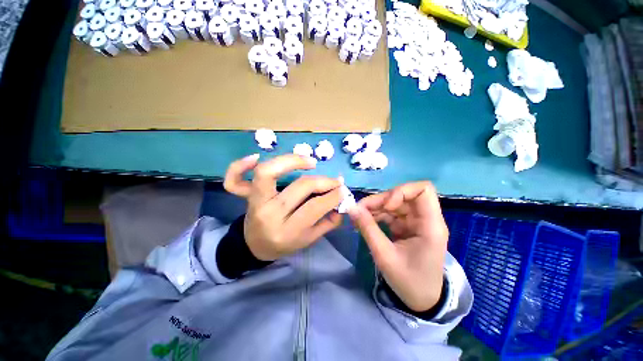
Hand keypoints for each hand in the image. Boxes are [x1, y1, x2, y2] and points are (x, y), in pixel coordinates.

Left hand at [224, 154, 343, 260]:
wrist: (255, 246)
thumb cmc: (284, 244)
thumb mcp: (309, 239)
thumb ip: (328, 222)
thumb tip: (342, 202)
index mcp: (287, 231)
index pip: (314, 207)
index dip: (333, 195)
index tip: (343, 189)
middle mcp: (269, 214)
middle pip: (299, 187)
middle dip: (323, 181)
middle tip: (334, 180)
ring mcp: (254, 203)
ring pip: (268, 173)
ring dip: (292, 161)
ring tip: (311, 162)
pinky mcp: (244, 196)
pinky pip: (234, 180)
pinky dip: (240, 166)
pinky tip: (255, 157)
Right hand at [348, 182, 447, 311]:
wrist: (421, 300)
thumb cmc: (409, 281)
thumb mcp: (385, 256)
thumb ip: (368, 229)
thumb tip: (352, 208)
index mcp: (430, 225)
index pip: (423, 190)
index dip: (401, 191)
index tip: (386, 206)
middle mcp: (425, 218)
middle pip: (402, 195)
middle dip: (380, 200)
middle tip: (359, 209)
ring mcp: (415, 221)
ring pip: (394, 202)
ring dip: (375, 207)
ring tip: (358, 216)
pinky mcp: (406, 226)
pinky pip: (390, 212)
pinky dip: (377, 214)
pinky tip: (365, 220)